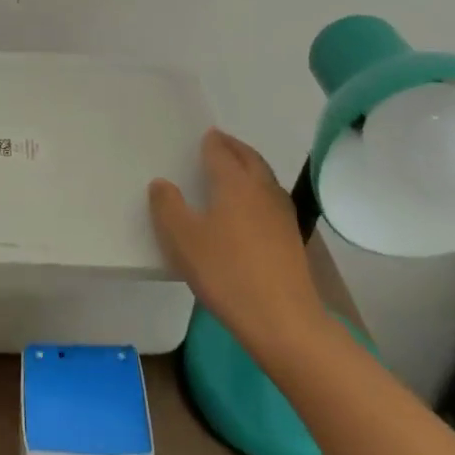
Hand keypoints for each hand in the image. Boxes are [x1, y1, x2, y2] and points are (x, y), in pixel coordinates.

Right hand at [148, 129, 325, 344]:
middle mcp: (262, 190)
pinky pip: (271, 199)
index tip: (206, 135)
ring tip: (235, 169)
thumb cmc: (226, 272)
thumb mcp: (182, 239)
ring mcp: (282, 214)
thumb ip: (168, 206)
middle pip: (250, 159)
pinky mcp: (291, 238)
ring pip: (265, 178)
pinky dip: (259, 190)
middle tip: (221, 142)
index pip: (222, 153)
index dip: (212, 142)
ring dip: (250, 167)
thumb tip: (162, 183)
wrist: (282, 319)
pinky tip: (251, 207)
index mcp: (235, 184)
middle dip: (235, 148)